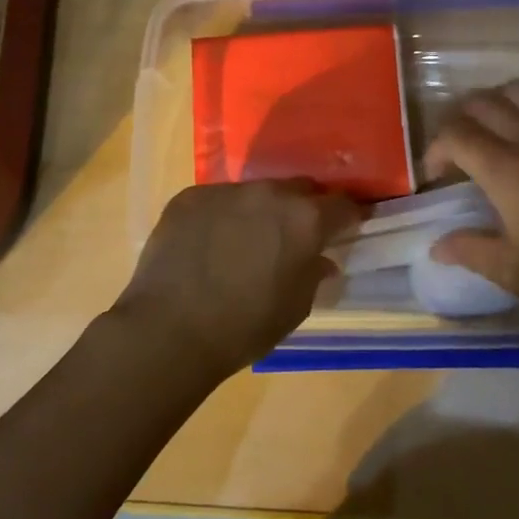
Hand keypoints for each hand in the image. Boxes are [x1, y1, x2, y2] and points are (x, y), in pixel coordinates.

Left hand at [113, 181, 362, 379]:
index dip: (348, 217)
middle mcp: (268, 193)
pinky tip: (208, 244)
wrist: (170, 329)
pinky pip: (217, 200)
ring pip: (255, 193)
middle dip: (303, 208)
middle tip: (295, 235)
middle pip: (298, 189)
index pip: (342, 205)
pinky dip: (221, 216)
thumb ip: (313, 274)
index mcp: (304, 219)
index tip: (347, 228)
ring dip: (259, 211)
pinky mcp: (190, 196)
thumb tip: (319, 259)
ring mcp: (226, 190)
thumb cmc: (244, 327)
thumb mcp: (295, 308)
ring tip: (246, 241)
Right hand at [424, 81, 518, 324]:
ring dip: (496, 103)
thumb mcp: (516, 273)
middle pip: (481, 104)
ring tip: (494, 130)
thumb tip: (436, 245)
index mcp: (506, 169)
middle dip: (458, 122)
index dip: (434, 150)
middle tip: (458, 152)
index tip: (435, 177)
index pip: (454, 135)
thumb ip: (470, 252)